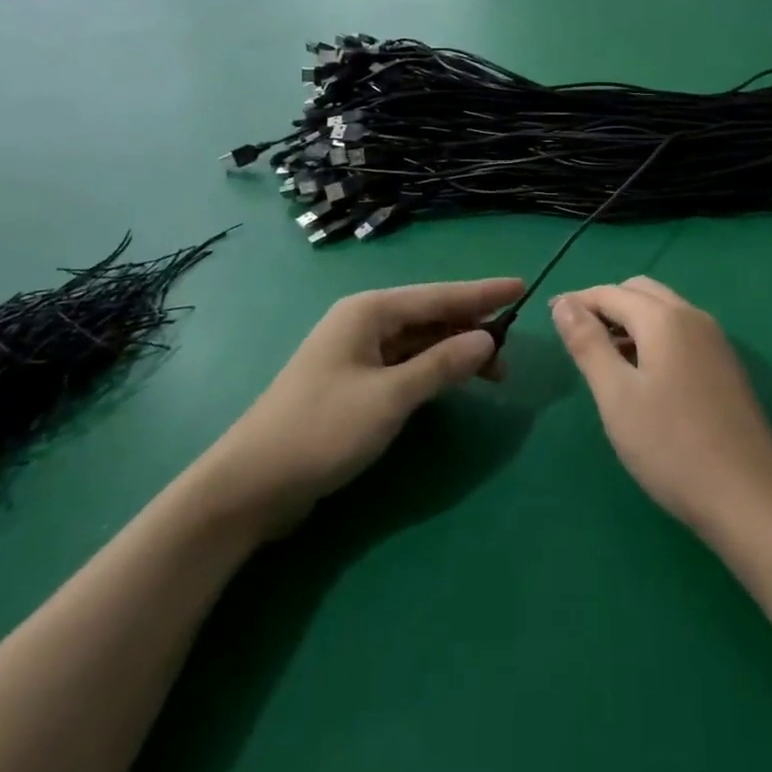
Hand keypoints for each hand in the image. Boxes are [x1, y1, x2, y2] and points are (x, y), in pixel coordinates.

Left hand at [190, 278, 520, 540]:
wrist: (250, 486)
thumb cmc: (322, 430)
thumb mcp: (390, 397)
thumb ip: (442, 365)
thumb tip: (488, 339)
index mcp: (369, 311)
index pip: (439, 295)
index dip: (483, 292)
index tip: (521, 286)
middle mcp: (364, 322)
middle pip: (430, 315)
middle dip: (472, 326)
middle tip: (514, 344)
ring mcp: (357, 353)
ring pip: (420, 341)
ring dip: (455, 352)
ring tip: (495, 372)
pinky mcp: (354, 383)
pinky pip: (406, 363)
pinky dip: (433, 370)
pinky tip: (454, 382)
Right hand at [552, 277, 771, 536]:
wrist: (748, 496)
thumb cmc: (671, 446)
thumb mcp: (616, 396)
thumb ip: (587, 344)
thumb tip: (564, 304)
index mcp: (665, 318)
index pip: (611, 292)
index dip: (578, 300)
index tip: (551, 317)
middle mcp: (693, 317)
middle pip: (641, 292)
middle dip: (607, 305)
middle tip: (579, 337)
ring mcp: (716, 341)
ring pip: (664, 311)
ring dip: (631, 321)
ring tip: (606, 358)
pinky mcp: (726, 366)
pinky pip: (682, 333)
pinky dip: (655, 337)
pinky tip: (645, 376)